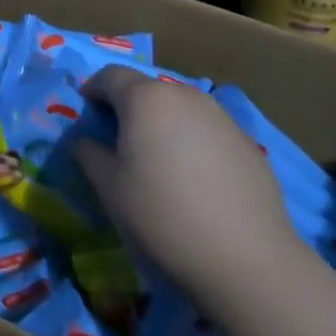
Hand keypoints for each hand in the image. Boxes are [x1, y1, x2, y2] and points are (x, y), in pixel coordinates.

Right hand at [73, 65, 306, 312]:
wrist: (247, 259)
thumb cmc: (162, 215)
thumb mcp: (108, 187)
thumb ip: (89, 153)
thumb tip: (86, 141)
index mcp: (145, 98)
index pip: (110, 75)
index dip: (93, 89)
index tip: (86, 111)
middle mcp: (184, 96)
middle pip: (147, 88)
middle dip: (128, 105)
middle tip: (119, 138)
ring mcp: (221, 118)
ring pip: (180, 108)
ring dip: (163, 122)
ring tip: (158, 158)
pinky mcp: (248, 144)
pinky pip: (208, 130)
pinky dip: (193, 141)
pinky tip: (195, 179)